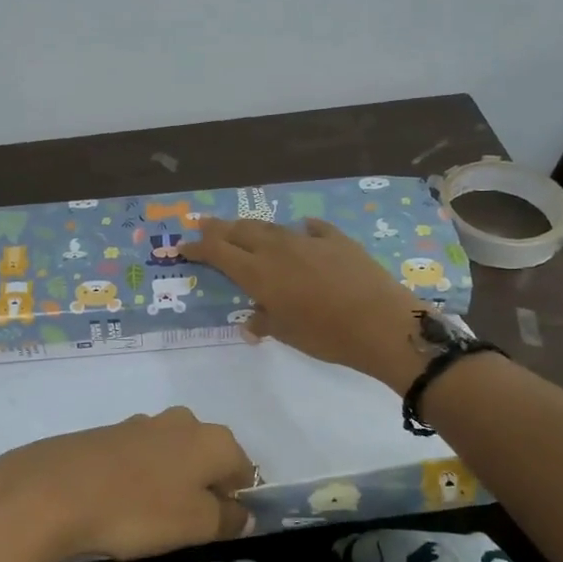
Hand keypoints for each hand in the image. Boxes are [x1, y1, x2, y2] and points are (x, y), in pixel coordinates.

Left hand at [0, 408, 255, 561]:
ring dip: (171, 480)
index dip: (237, 501)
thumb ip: (228, 519)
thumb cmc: (139, 510)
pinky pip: (140, 456)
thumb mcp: (195, 525)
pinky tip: (122, 501)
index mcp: (215, 439)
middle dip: (203, 487)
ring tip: (150, 516)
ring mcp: (144, 422)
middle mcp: (185, 421)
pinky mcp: (110, 432)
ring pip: (173, 455)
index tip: (218, 529)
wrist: (56, 490)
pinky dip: (140, 476)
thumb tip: (244, 514)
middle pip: (208, 457)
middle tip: (185, 524)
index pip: (244, 470)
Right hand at [185, 216, 427, 391]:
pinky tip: (302, 230)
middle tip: (203, 225)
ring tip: (244, 229)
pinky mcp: (337, 240)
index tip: (181, 247)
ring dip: (252, 228)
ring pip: (271, 227)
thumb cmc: (326, 335)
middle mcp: (277, 249)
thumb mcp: (287, 334)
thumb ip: (264, 322)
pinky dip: (300, 230)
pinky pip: (312, 229)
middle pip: (240, 231)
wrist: (381, 323)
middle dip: (218, 228)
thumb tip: (251, 322)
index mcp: (258, 273)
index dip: (197, 247)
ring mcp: (308, 241)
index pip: (217, 252)